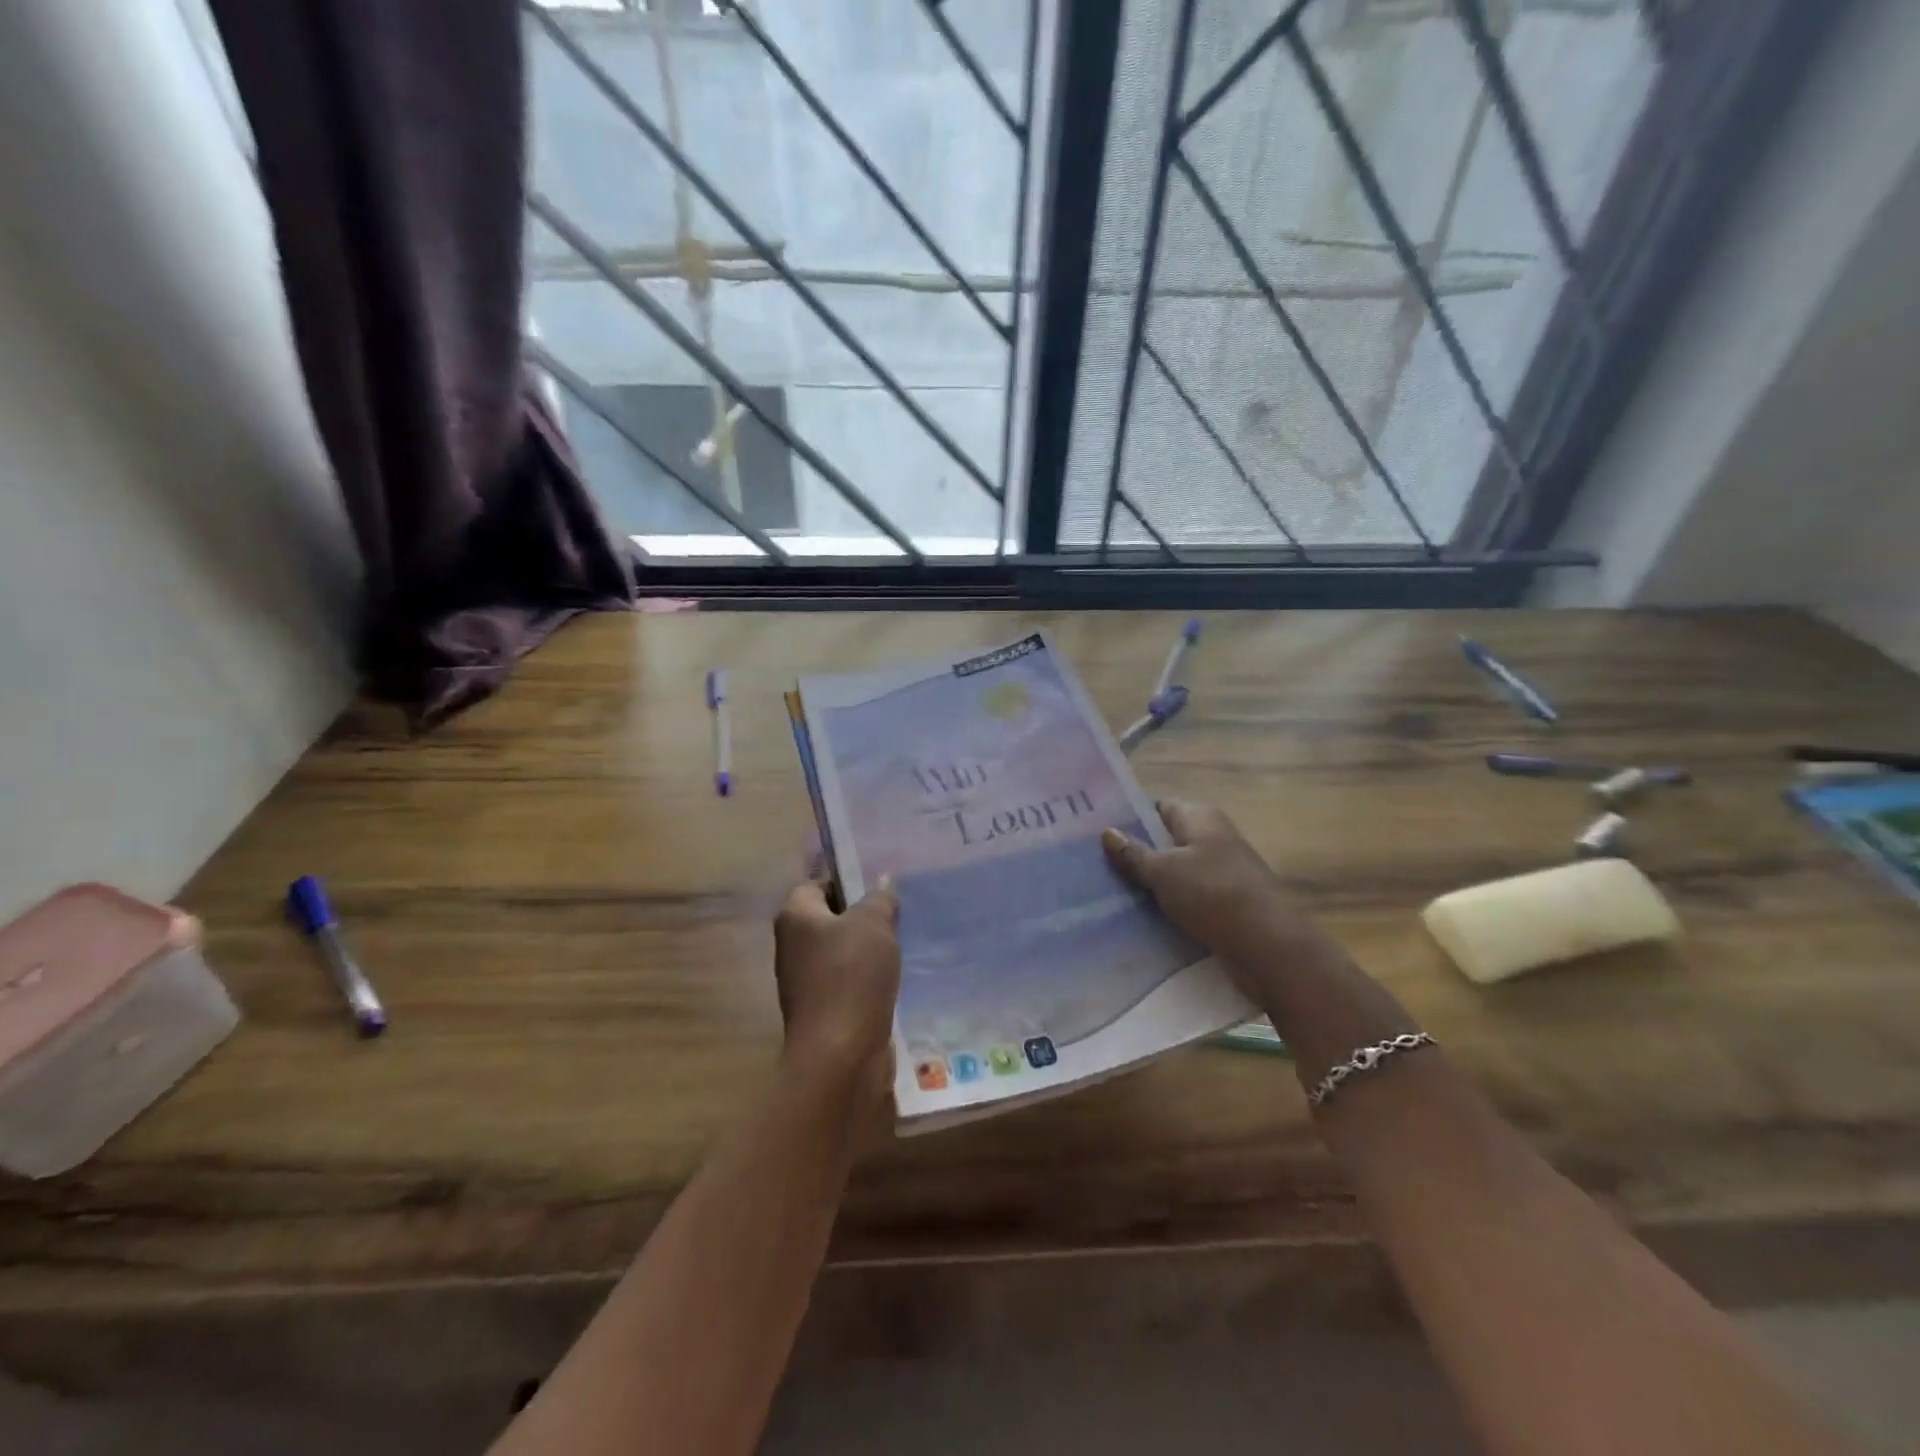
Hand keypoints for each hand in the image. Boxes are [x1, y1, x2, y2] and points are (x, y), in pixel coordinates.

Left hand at [772, 880, 900, 1104]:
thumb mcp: (874, 924)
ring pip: (840, 953)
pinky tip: (893, 981)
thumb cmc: (851, 975)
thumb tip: (882, 883)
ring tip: (901, 947)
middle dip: (861, 918)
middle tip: (896, 916)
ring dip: (867, 952)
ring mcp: (804, 982)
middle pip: (829, 920)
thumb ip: (879, 899)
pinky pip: (846, 983)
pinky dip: (867, 981)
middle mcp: (792, 946)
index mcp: (795, 917)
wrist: (840, 1054)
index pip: (817, 885)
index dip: (847, 883)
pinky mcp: (821, 1011)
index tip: (879, 890)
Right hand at [1103, 802, 1416, 1076]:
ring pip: (1173, 872)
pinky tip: (1136, 917)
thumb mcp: (1164, 871)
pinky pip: (1185, 898)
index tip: (1095, 830)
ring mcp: (1220, 873)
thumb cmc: (1214, 896)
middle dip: (1133, 851)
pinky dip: (1164, 904)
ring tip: (1105, 891)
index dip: (1128, 816)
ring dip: (1147, 882)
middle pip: (1164, 840)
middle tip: (1092, 863)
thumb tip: (1107, 832)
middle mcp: (1212, 838)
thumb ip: (1133, 853)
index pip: (1157, 807)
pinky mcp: (1223, 905)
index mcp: (1201, 817)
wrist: (1270, 948)